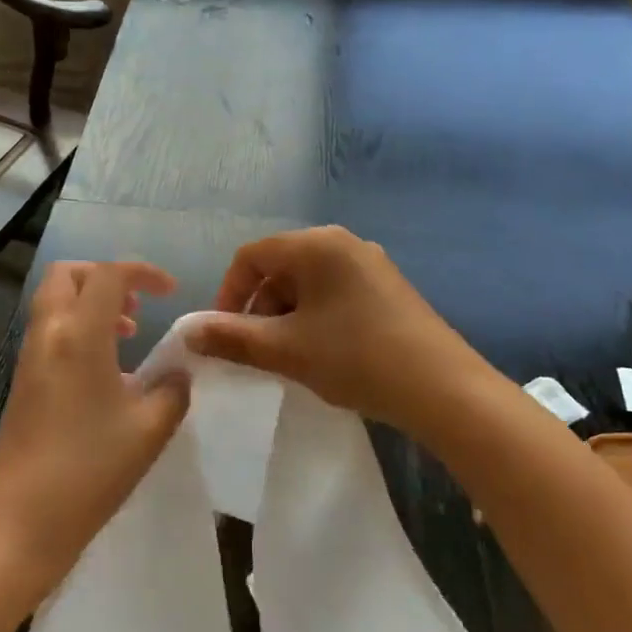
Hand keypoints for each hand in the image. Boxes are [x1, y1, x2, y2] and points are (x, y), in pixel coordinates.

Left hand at [0, 261, 188, 593]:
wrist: (20, 522)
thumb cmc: (89, 471)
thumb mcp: (149, 430)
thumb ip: (172, 390)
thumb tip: (178, 372)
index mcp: (79, 335)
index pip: (108, 275)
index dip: (143, 272)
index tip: (171, 292)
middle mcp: (48, 334)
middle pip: (67, 275)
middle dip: (104, 277)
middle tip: (137, 306)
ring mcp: (29, 357)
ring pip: (55, 301)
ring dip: (90, 304)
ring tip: (128, 335)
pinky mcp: (22, 381)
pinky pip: (50, 330)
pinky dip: (77, 328)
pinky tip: (105, 371)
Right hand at [188, 226, 500, 444]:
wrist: (444, 389)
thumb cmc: (356, 358)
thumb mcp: (285, 350)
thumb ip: (232, 338)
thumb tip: (188, 332)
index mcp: (316, 245)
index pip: (251, 256)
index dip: (228, 293)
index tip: (224, 334)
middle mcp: (343, 242)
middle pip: (280, 267)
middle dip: (259, 307)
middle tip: (257, 351)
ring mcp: (369, 263)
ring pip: (307, 283)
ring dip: (286, 316)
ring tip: (291, 357)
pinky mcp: (387, 287)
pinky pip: (334, 292)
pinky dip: (315, 317)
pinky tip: (323, 353)